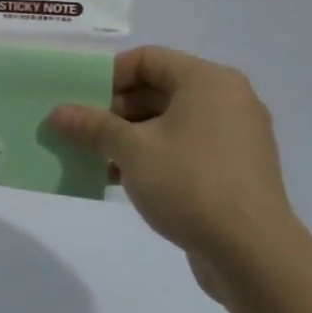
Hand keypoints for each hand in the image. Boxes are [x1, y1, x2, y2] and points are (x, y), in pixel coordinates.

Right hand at [46, 45, 308, 302]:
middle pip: (157, 90)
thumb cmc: (190, 184)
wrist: (253, 253)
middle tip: (79, 130)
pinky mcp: (232, 170)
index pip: (148, 59)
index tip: (78, 98)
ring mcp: (233, 137)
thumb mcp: (131, 150)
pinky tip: (118, 179)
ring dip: (127, 137)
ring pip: (168, 123)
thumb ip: (93, 126)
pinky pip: (183, 149)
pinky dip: (151, 156)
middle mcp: (226, 100)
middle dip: (113, 110)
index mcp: (207, 82)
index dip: (108, 74)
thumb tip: (58, 113)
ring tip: (92, 157)